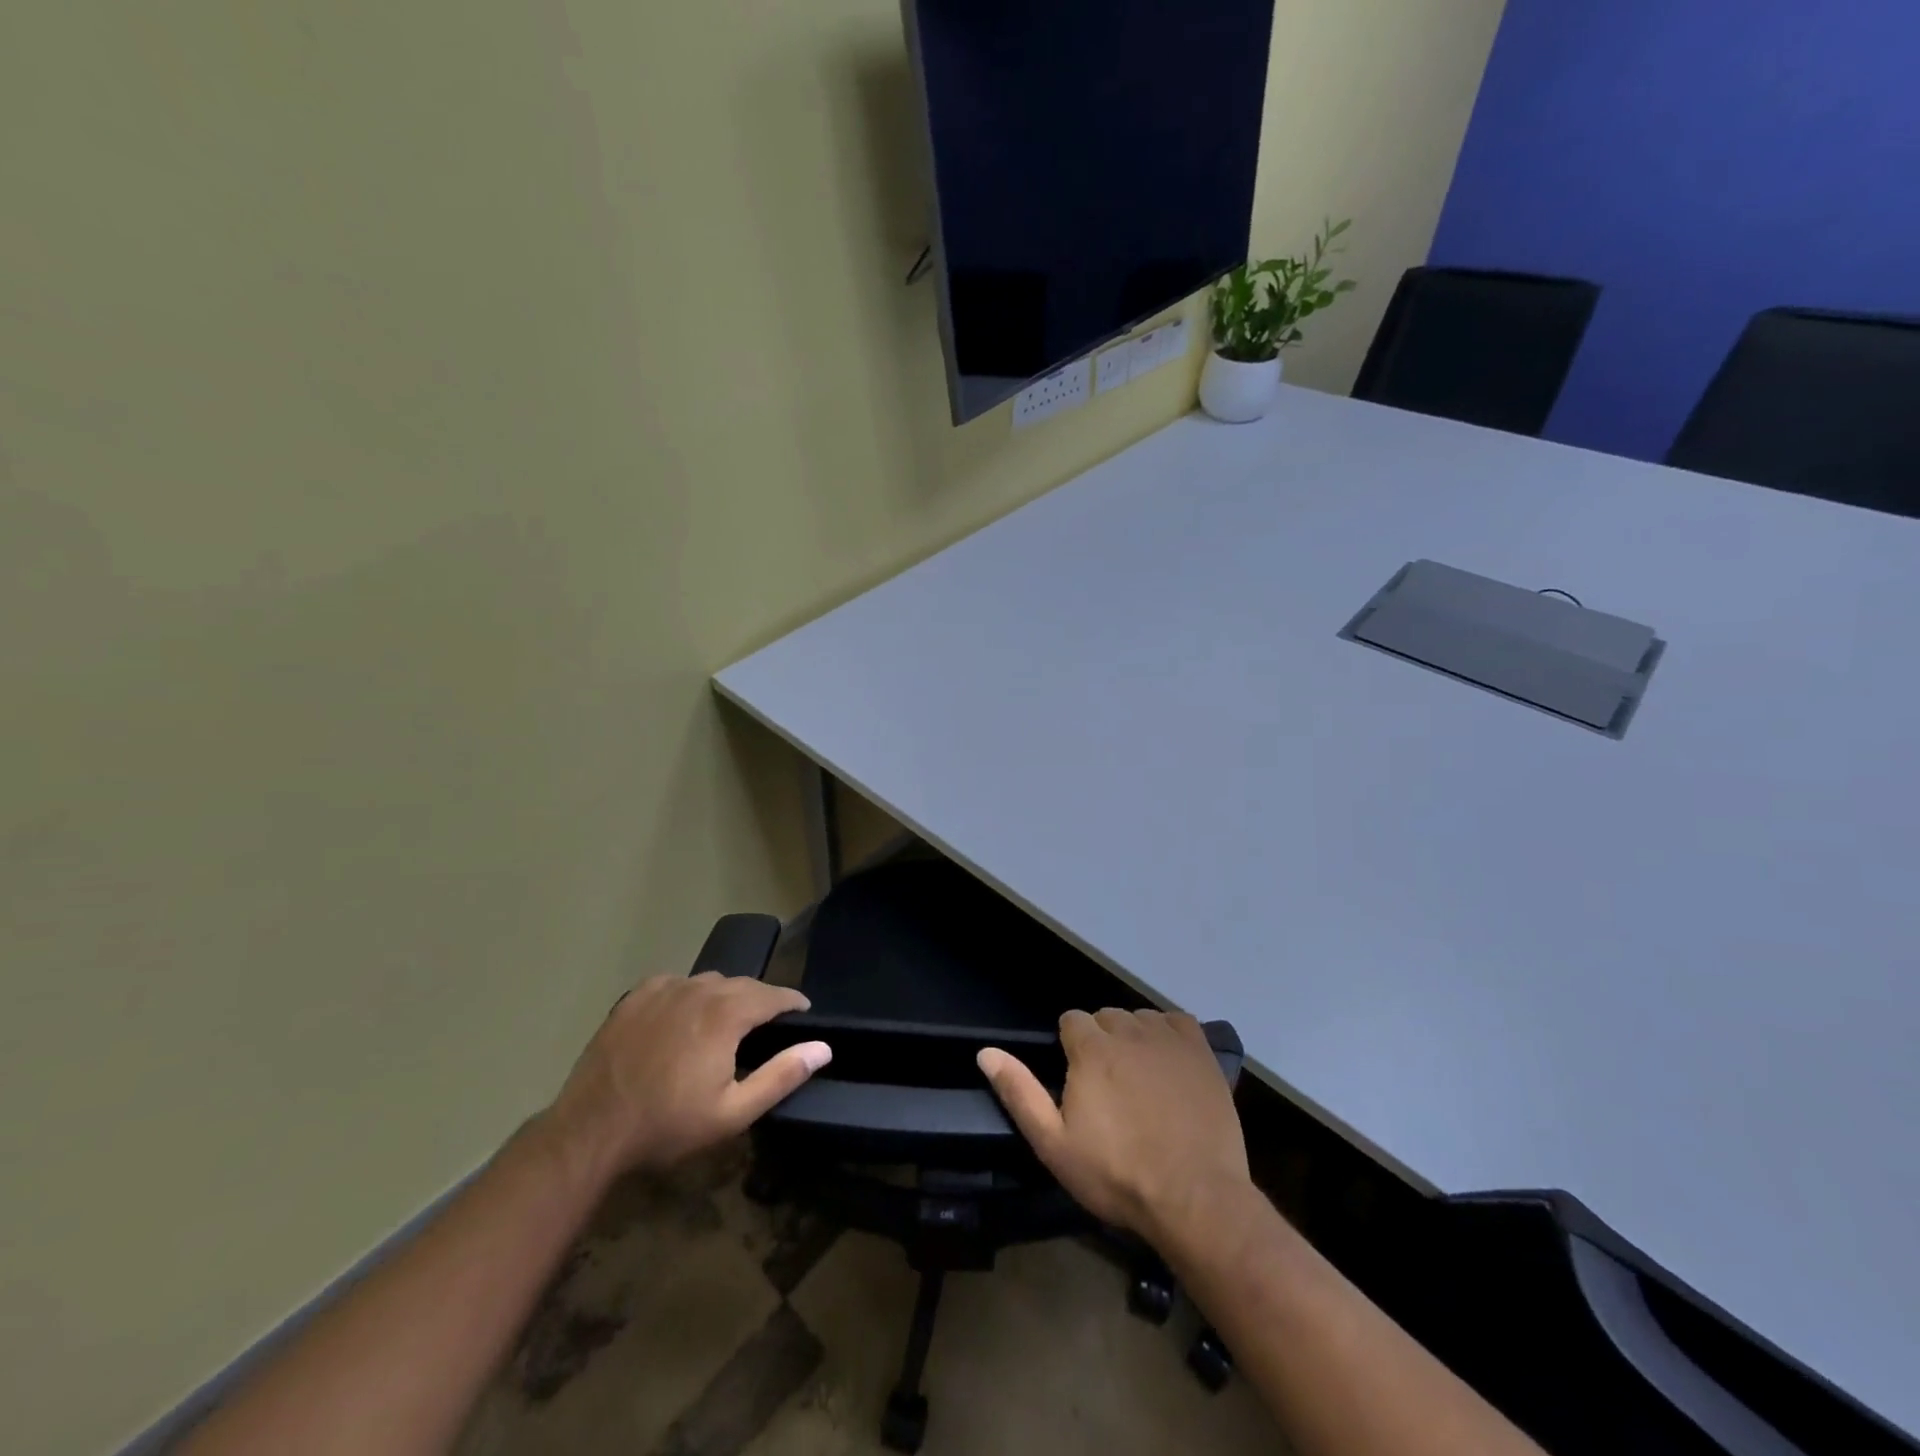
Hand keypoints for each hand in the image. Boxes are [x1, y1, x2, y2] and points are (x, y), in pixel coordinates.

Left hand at [546, 973, 830, 1182]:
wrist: (591, 1131)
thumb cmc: (668, 1125)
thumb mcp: (733, 1112)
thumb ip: (782, 1075)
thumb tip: (823, 1048)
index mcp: (726, 1014)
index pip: (773, 994)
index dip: (792, 1001)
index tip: (803, 1011)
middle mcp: (698, 990)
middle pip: (742, 984)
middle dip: (761, 999)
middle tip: (768, 1022)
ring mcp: (663, 990)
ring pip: (708, 981)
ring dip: (725, 995)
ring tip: (727, 1020)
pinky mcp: (635, 998)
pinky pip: (675, 983)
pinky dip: (689, 994)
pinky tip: (685, 1015)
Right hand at [978, 1009, 1249, 1245]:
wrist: (1194, 1198)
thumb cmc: (1117, 1174)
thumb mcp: (1054, 1144)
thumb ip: (1020, 1093)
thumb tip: (985, 1052)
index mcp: (1090, 1048)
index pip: (1071, 1020)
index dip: (1071, 1047)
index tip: (1078, 1080)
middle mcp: (1128, 1030)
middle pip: (1106, 1017)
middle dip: (1101, 1041)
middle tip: (1108, 1086)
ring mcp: (1168, 1039)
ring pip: (1140, 1018)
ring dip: (1134, 1038)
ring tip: (1140, 1079)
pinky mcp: (1201, 1052)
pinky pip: (1177, 1022)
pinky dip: (1169, 1035)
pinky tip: (1170, 1063)